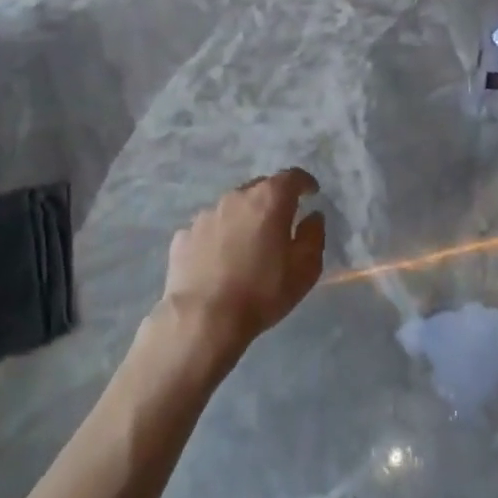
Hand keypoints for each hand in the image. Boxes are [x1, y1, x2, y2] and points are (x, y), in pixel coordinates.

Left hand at [160, 169, 324, 356]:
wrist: (202, 320)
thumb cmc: (262, 292)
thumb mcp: (305, 269)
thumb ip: (314, 235)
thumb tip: (313, 217)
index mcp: (269, 199)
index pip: (292, 177)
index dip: (305, 183)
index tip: (311, 193)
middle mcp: (236, 197)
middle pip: (260, 188)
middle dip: (273, 200)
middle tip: (281, 222)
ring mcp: (206, 215)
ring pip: (232, 207)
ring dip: (244, 218)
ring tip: (248, 244)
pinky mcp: (184, 235)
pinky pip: (209, 229)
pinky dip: (219, 237)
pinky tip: (219, 260)